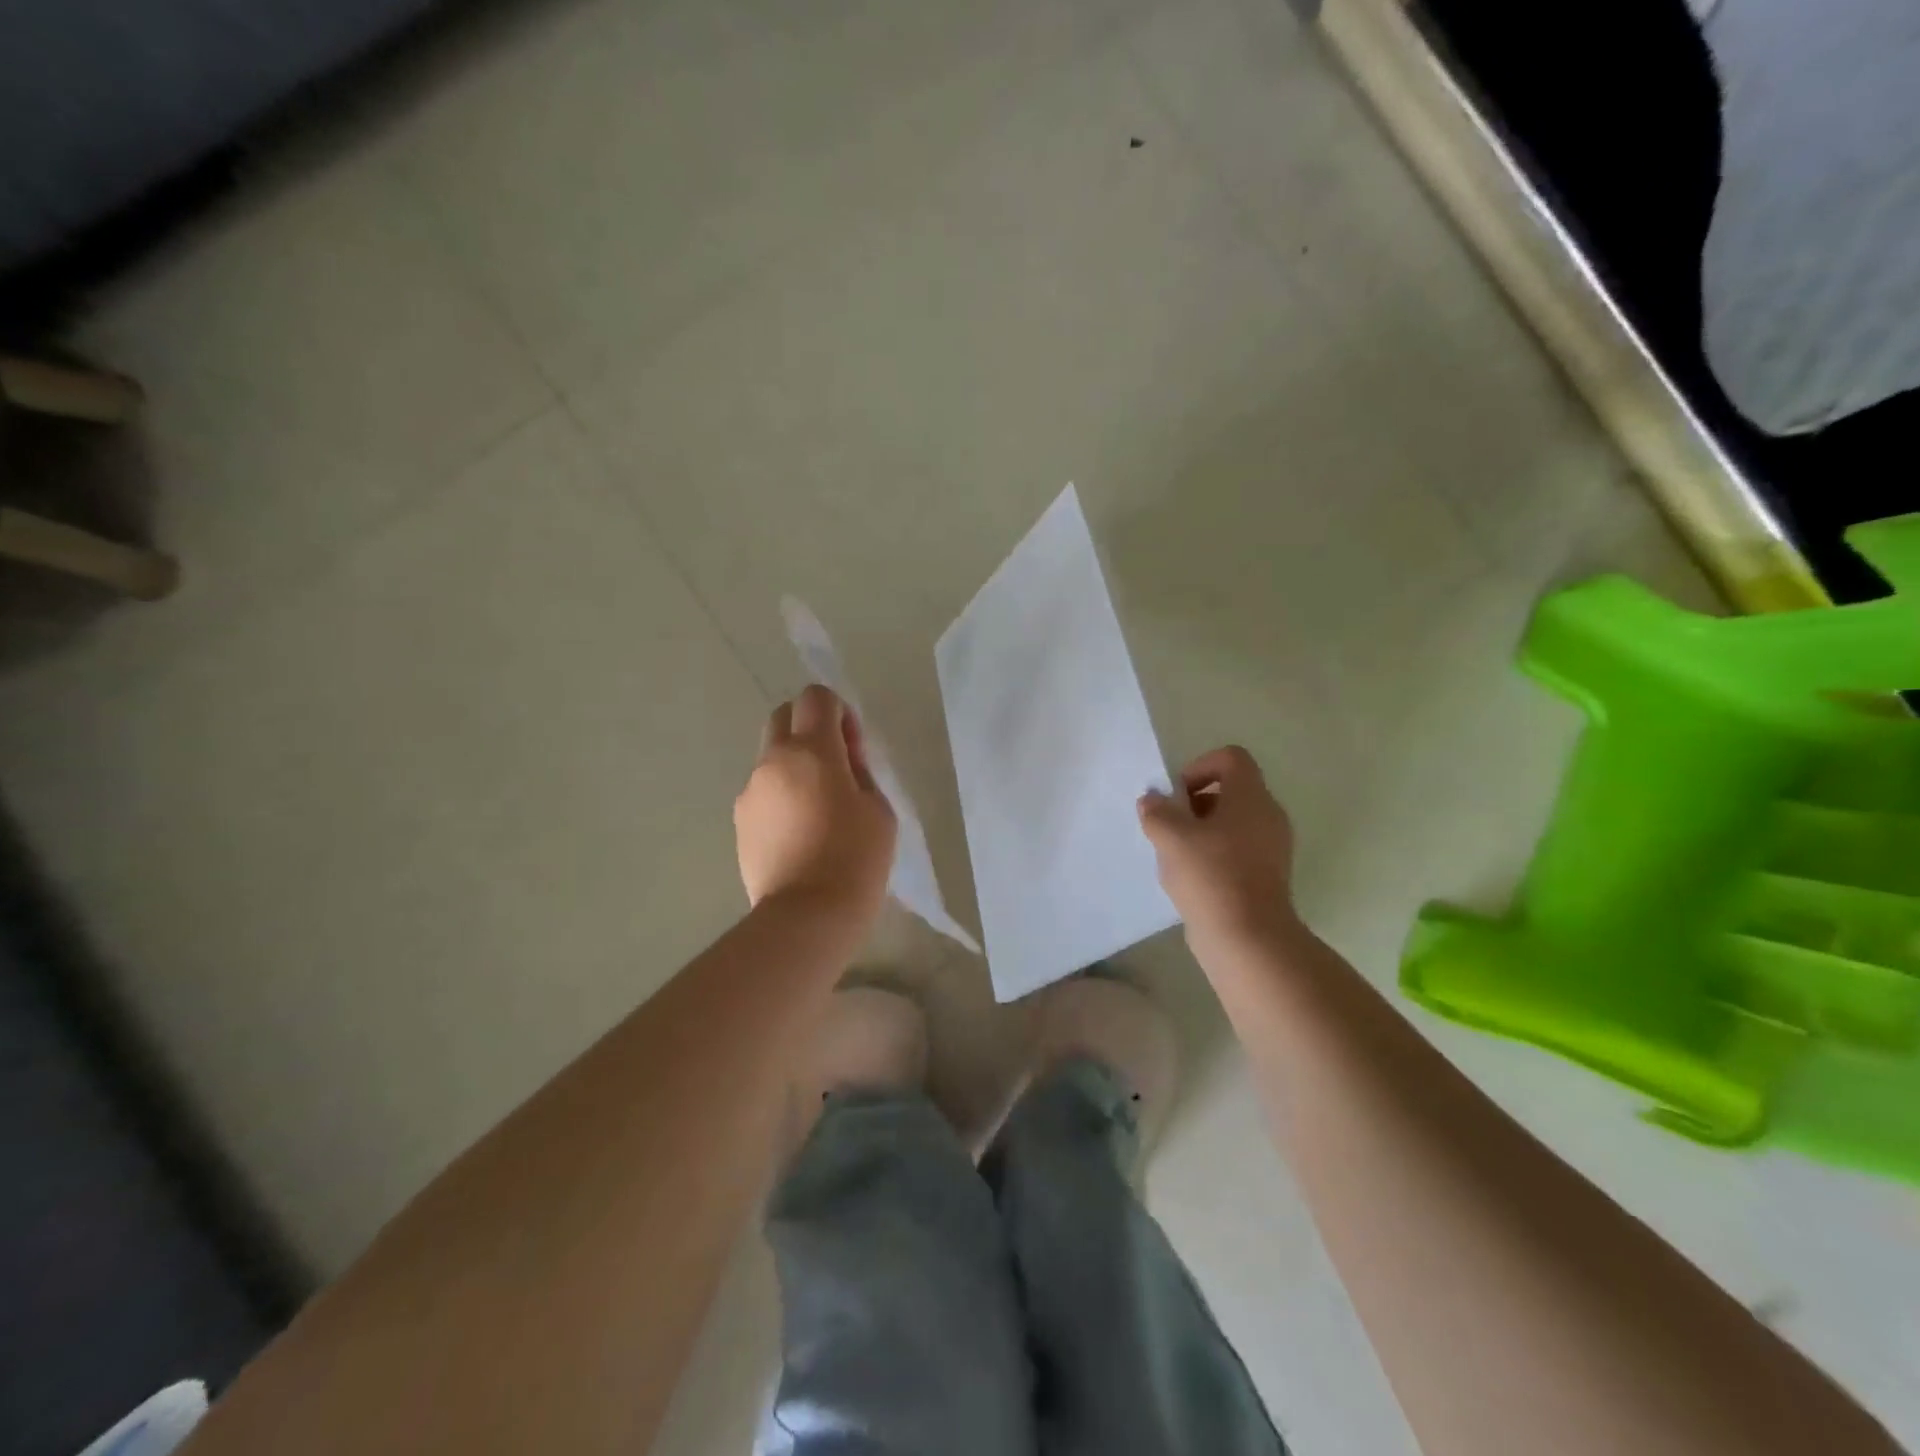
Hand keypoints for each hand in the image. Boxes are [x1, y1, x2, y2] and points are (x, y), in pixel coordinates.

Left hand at [735, 685, 896, 927]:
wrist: (807, 916)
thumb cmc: (856, 858)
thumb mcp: (878, 809)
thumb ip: (859, 772)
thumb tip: (842, 760)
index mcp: (812, 750)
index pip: (816, 698)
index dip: (838, 713)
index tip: (852, 748)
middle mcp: (772, 761)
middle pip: (784, 717)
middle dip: (810, 729)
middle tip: (835, 768)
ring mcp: (750, 792)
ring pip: (771, 758)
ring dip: (794, 766)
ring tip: (818, 811)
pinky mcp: (740, 822)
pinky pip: (762, 792)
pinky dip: (780, 797)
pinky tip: (799, 834)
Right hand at [1138, 745, 1299, 958]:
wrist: (1248, 940)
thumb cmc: (1211, 876)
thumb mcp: (1171, 837)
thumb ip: (1157, 811)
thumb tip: (1152, 800)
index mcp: (1251, 798)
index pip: (1231, 758)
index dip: (1199, 767)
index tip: (1177, 796)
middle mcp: (1268, 816)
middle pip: (1229, 791)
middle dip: (1193, 804)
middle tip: (1169, 827)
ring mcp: (1271, 849)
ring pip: (1230, 824)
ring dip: (1199, 832)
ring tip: (1175, 856)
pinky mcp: (1266, 877)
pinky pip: (1236, 851)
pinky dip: (1212, 856)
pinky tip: (1190, 879)